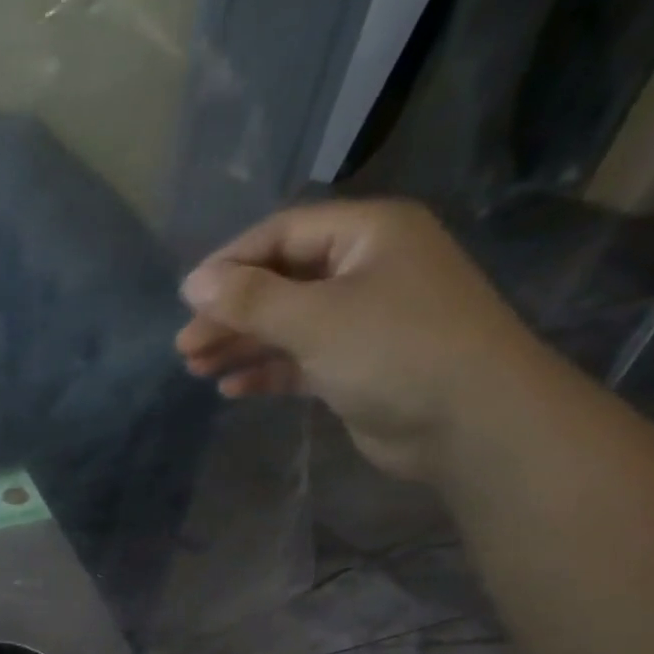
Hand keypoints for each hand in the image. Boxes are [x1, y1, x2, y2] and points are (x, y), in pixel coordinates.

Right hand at [176, 199, 548, 481]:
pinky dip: (267, 372)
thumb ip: (251, 300)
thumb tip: (193, 284)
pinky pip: (300, 360)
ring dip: (242, 344)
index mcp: (367, 234)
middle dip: (231, 312)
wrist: (468, 420)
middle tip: (185, 346)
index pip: (283, 234)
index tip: (186, 299)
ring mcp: (362, 320)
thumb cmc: (394, 350)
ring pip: (287, 324)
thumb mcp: (316, 318)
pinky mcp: (357, 366)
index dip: (231, 264)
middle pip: (281, 282)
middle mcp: (365, 269)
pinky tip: (232, 390)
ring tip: (197, 368)